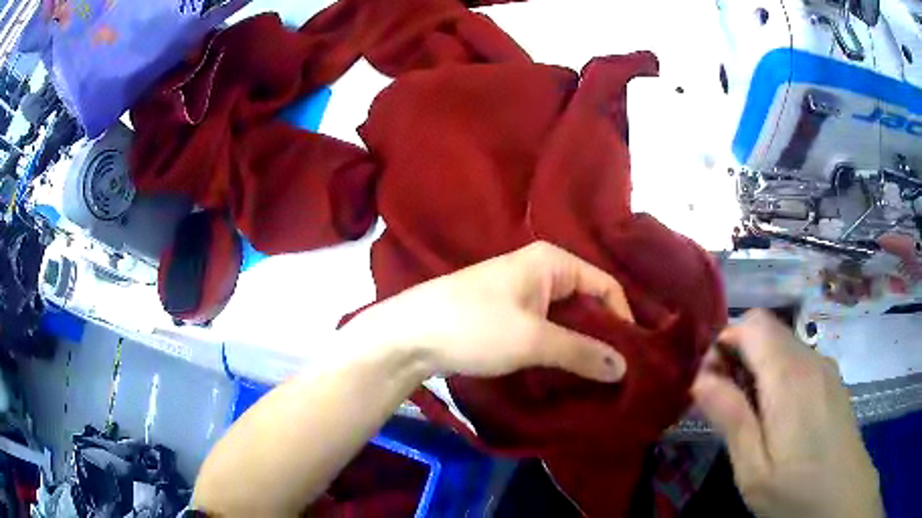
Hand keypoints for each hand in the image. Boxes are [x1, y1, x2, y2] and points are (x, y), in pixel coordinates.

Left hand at [347, 241, 632, 381]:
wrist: (409, 335)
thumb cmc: (475, 326)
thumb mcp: (534, 340)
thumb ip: (582, 352)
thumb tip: (625, 367)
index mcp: (553, 262)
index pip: (606, 286)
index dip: (623, 319)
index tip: (634, 356)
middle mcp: (541, 270)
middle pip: (588, 302)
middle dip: (603, 335)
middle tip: (620, 372)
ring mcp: (523, 292)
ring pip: (567, 318)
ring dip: (581, 344)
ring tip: (598, 377)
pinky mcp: (508, 314)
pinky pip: (547, 328)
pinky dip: (559, 347)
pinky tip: (568, 371)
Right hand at [692, 310, 881, 517]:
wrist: (843, 497)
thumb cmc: (796, 490)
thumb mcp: (752, 467)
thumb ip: (729, 417)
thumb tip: (701, 378)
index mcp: (789, 374)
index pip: (752, 323)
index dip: (725, 343)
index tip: (711, 385)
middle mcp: (810, 358)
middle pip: (767, 331)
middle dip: (739, 358)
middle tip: (729, 407)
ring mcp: (825, 368)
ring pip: (783, 347)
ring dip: (759, 370)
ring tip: (754, 420)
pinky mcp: (833, 382)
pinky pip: (800, 363)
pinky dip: (780, 377)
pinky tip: (782, 421)